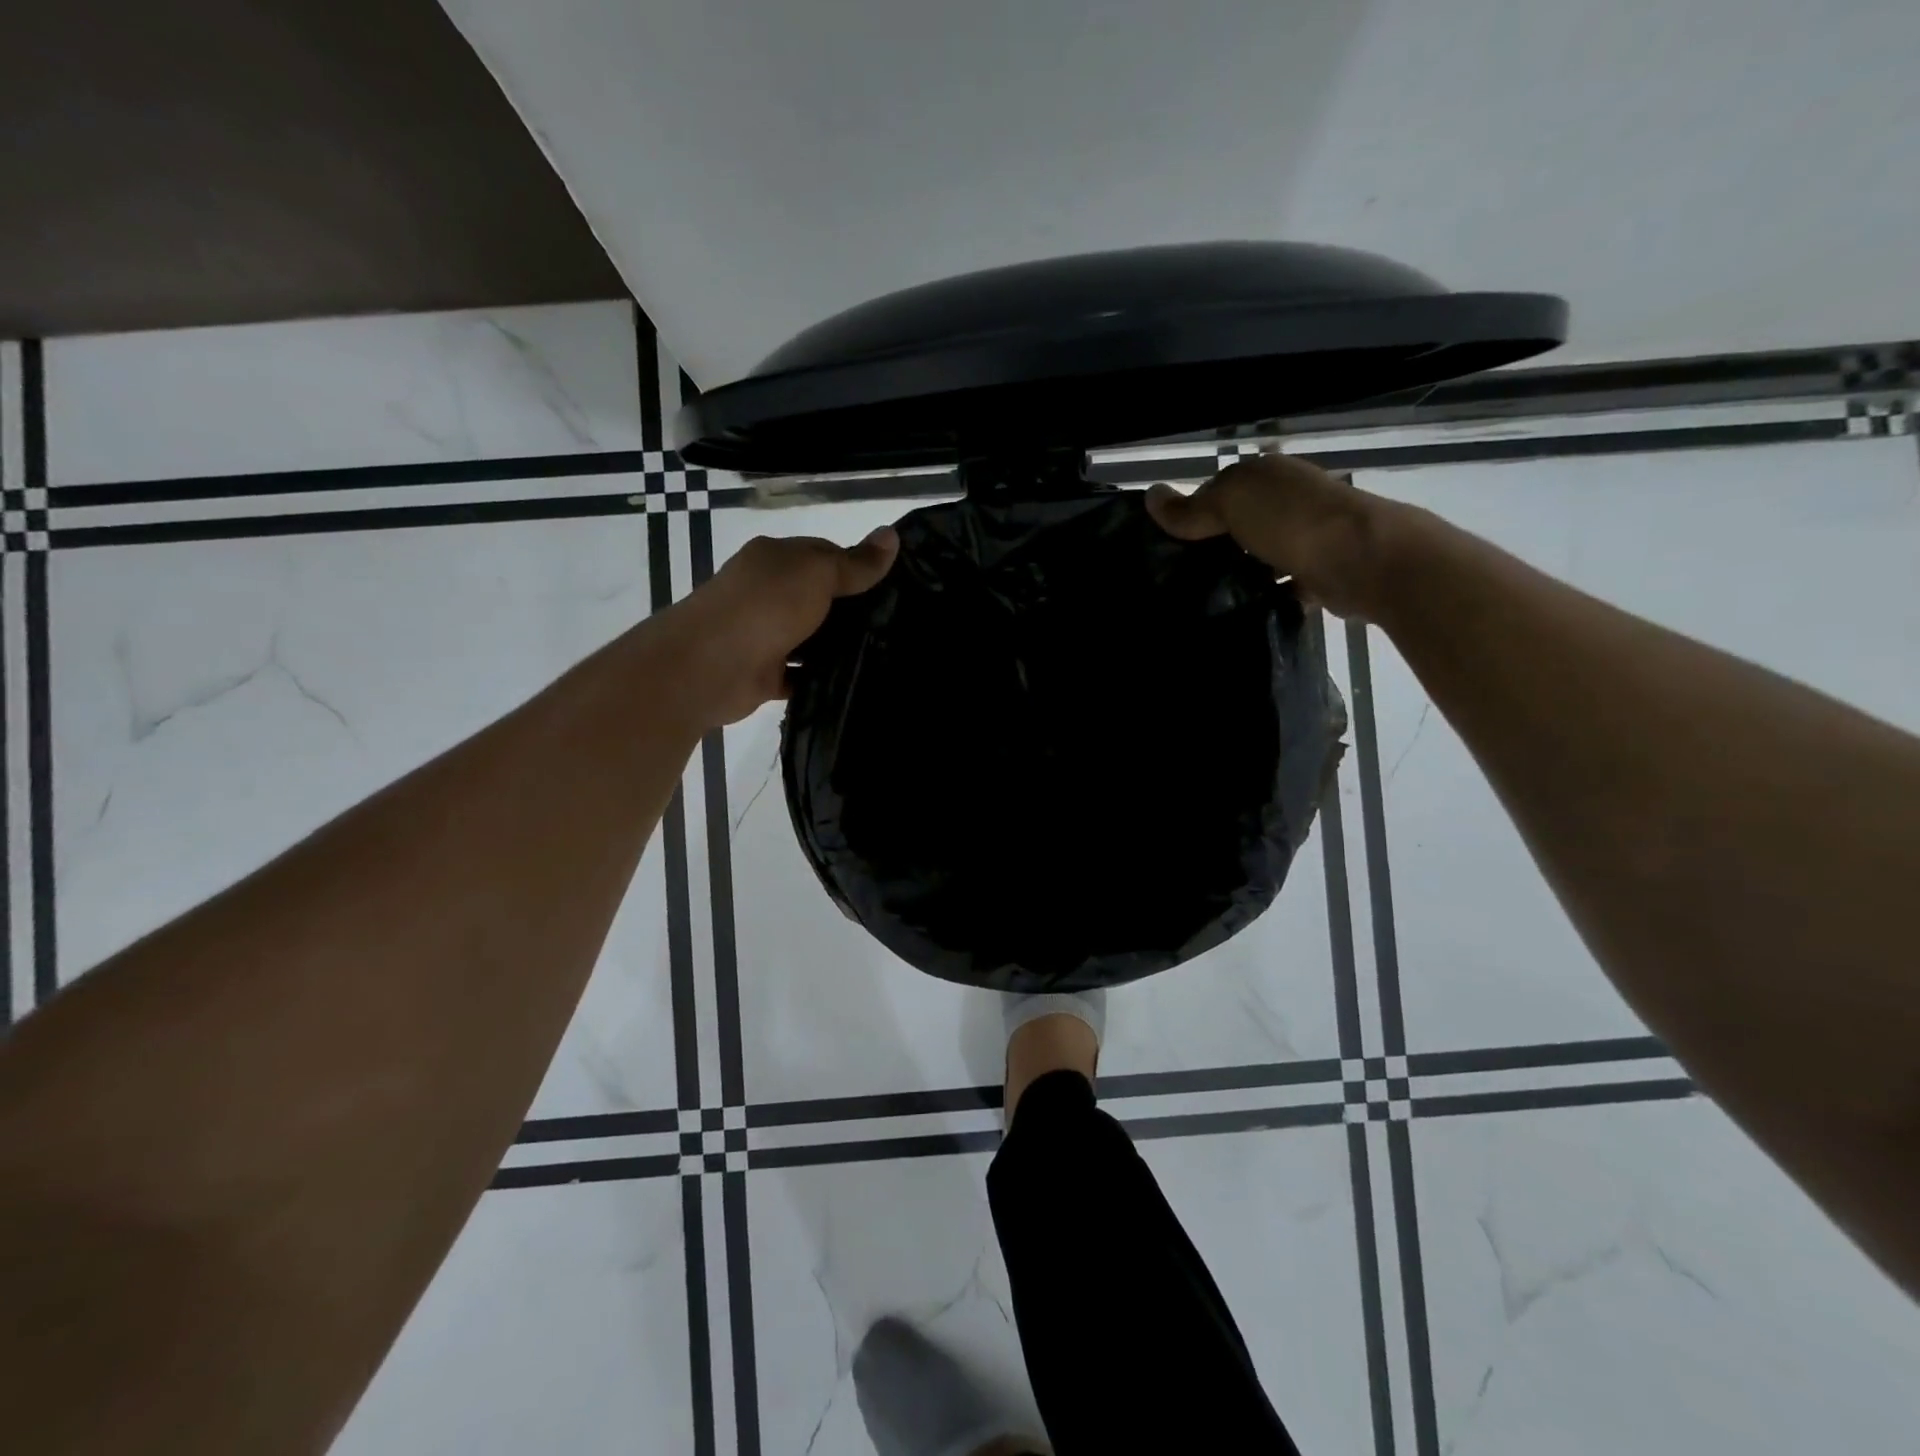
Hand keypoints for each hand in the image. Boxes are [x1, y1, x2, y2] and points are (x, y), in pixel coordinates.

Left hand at [670, 527, 898, 726]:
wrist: (710, 665)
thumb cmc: (765, 606)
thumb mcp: (817, 574)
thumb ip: (855, 563)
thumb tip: (892, 535)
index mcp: (776, 559)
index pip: (824, 555)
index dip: (858, 566)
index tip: (895, 586)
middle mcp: (768, 592)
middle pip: (820, 599)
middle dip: (853, 611)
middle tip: (900, 624)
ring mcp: (766, 634)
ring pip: (812, 638)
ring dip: (839, 647)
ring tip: (888, 656)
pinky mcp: (766, 673)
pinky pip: (802, 675)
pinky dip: (822, 679)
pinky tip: (857, 683)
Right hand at [1145, 454, 1390, 618]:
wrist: (1365, 559)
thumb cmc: (1292, 519)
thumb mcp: (1231, 502)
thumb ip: (1191, 506)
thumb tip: (1150, 496)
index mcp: (1267, 474)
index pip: (1216, 491)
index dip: (1190, 514)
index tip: (1164, 547)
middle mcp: (1287, 500)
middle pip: (1237, 524)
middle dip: (1212, 546)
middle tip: (1177, 577)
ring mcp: (1305, 536)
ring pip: (1257, 554)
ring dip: (1237, 573)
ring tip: (1202, 599)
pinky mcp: (1316, 572)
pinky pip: (1279, 584)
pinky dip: (1263, 595)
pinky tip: (1238, 611)